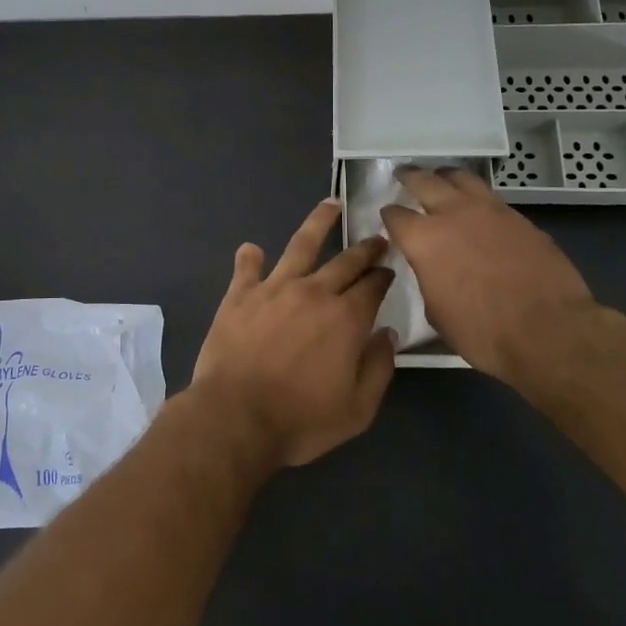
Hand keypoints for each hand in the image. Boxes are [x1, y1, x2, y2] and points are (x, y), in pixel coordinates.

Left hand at [189, 200, 397, 468]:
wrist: (236, 416)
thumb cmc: (301, 419)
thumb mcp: (357, 409)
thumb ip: (378, 368)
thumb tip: (387, 333)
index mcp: (346, 319)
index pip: (373, 287)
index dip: (384, 276)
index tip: (390, 269)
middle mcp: (314, 292)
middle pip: (345, 261)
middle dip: (365, 248)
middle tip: (376, 237)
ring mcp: (274, 288)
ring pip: (300, 245)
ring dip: (318, 223)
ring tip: (329, 205)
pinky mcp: (240, 294)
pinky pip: (246, 267)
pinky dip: (250, 256)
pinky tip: (252, 249)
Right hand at [379, 166, 595, 385]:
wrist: (550, 331)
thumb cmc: (484, 332)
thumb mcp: (437, 312)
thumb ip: (428, 279)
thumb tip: (431, 269)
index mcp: (423, 240)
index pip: (395, 215)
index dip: (388, 215)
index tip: (388, 218)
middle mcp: (452, 214)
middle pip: (424, 181)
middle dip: (410, 176)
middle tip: (404, 174)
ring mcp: (490, 211)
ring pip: (461, 178)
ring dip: (445, 176)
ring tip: (441, 178)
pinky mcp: (520, 218)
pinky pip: (490, 197)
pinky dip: (476, 195)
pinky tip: (477, 207)